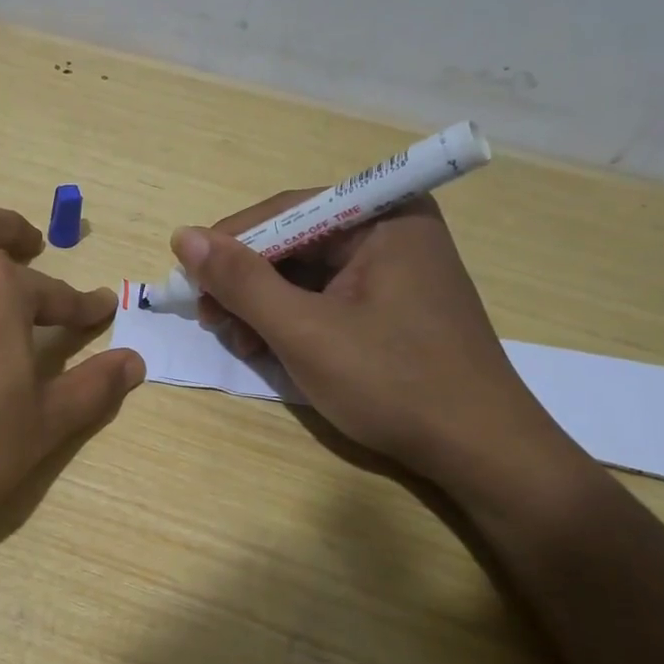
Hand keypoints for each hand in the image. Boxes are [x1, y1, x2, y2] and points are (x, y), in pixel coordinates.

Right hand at [172, 194, 562, 486]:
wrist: (480, 452)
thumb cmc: (393, 383)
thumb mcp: (304, 331)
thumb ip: (242, 281)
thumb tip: (183, 237)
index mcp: (385, 217)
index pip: (286, 211)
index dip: (230, 243)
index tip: (188, 280)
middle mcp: (392, 231)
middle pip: (294, 241)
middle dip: (246, 281)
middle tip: (211, 319)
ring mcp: (395, 270)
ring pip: (304, 273)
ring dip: (262, 305)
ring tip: (237, 342)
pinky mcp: (392, 306)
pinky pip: (325, 298)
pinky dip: (290, 320)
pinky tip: (268, 347)